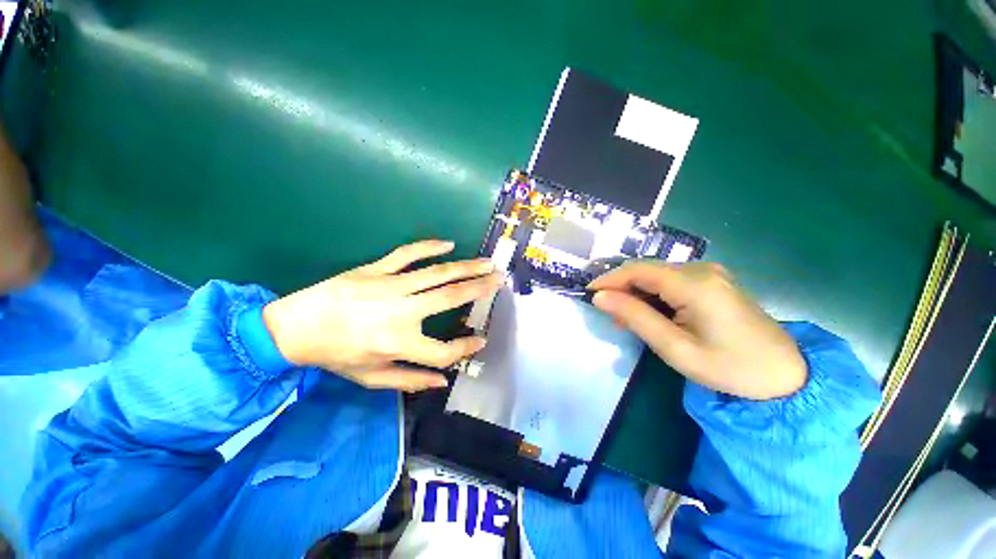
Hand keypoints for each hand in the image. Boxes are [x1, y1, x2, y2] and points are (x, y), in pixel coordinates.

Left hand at [262, 240, 501, 391]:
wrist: (294, 327)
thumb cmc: (336, 356)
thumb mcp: (372, 378)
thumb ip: (410, 381)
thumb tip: (444, 381)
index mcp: (399, 344)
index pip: (445, 351)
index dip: (466, 348)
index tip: (481, 340)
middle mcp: (401, 312)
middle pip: (451, 298)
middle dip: (480, 289)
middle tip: (499, 280)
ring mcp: (390, 286)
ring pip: (437, 273)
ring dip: (466, 267)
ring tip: (487, 263)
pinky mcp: (376, 269)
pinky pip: (407, 254)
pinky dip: (429, 247)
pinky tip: (448, 244)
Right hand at [588, 261, 805, 399]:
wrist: (786, 376)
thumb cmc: (729, 367)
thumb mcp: (674, 347)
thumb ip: (635, 317)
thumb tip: (600, 297)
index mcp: (694, 283)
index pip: (638, 270)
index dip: (609, 279)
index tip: (589, 294)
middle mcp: (702, 269)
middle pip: (647, 270)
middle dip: (622, 288)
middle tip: (609, 314)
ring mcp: (710, 273)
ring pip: (657, 275)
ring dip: (637, 292)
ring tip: (626, 318)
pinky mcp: (713, 282)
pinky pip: (672, 281)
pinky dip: (653, 295)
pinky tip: (650, 313)